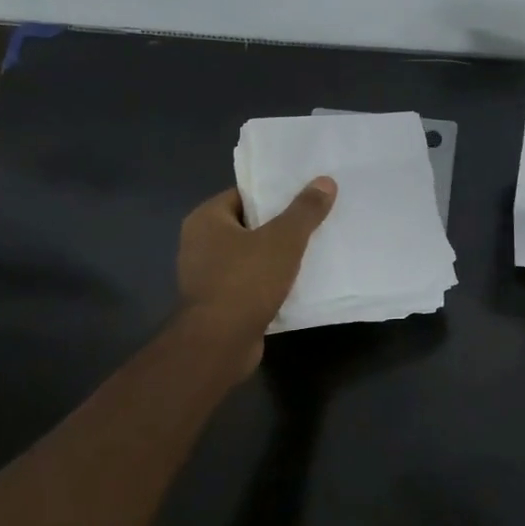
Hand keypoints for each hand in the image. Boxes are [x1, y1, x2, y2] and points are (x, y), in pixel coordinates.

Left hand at [177, 179, 337, 357]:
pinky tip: (298, 283)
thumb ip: (305, 210)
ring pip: (250, 256)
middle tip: (315, 221)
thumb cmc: (245, 282)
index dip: (274, 194)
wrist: (219, 345)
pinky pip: (249, 283)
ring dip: (277, 257)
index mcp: (206, 219)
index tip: (305, 196)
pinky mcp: (217, 303)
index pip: (244, 195)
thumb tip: (325, 181)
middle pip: (248, 225)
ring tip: (313, 250)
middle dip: (280, 226)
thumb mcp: (283, 240)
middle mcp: (199, 244)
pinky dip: (270, 282)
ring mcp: (206, 276)